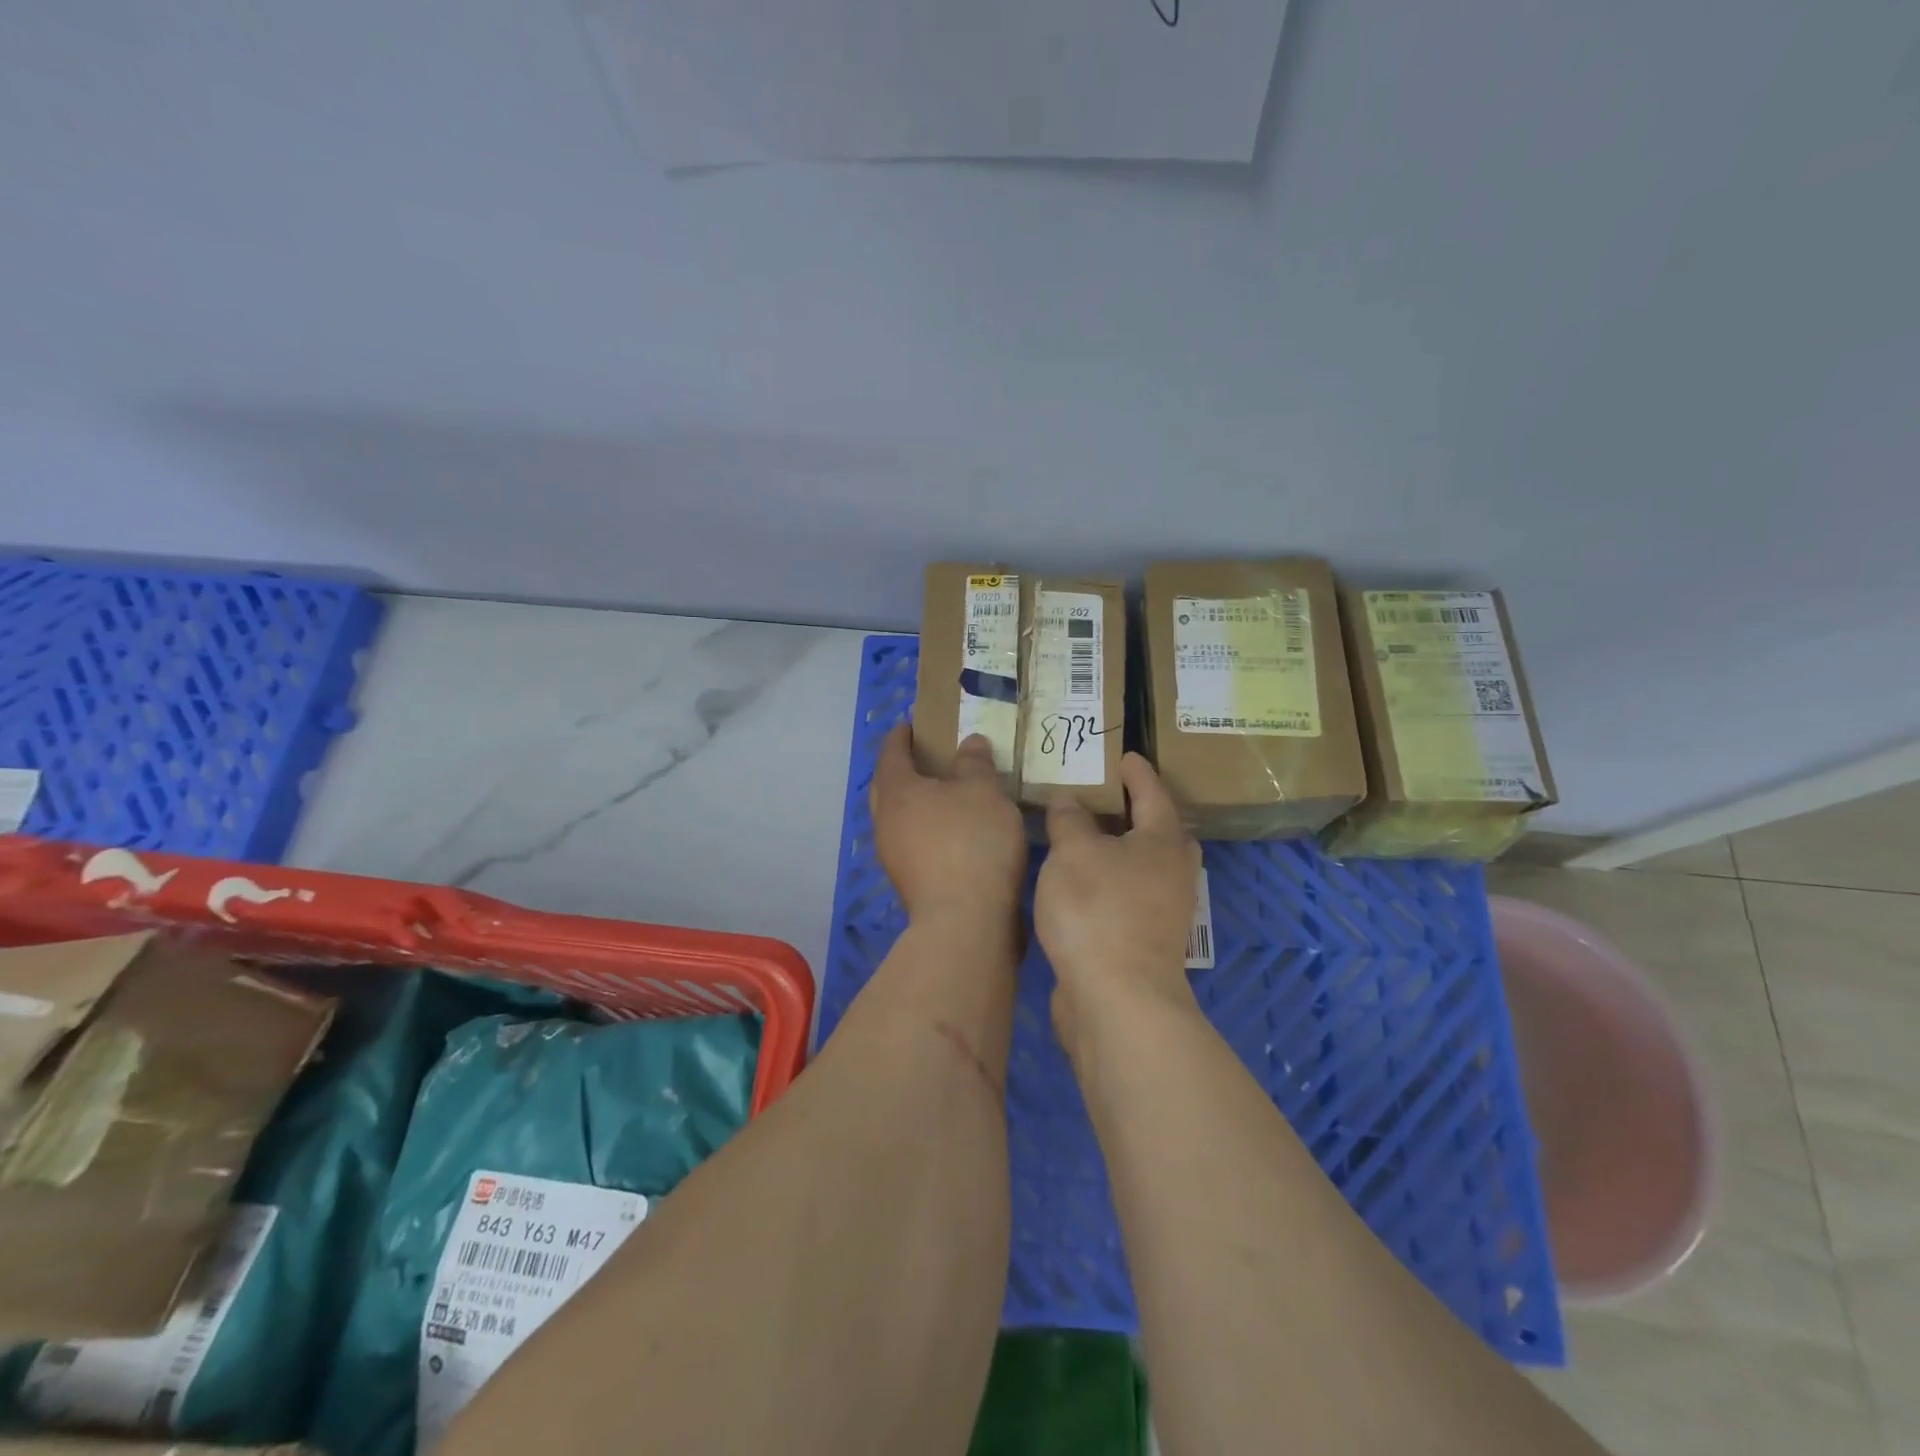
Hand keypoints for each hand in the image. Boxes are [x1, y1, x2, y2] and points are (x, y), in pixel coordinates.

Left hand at [871, 724, 1026, 923]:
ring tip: (944, 794)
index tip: (910, 725)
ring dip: (915, 803)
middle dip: (901, 769)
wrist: (965, 921)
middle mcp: (886, 822)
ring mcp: (894, 856)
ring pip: (898, 818)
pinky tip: (952, 832)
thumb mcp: (984, 792)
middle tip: (924, 757)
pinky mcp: (910, 883)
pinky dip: (926, 829)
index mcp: (897, 791)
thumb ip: (975, 763)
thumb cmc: (972, 843)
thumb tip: (969, 742)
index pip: (892, 753)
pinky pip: (912, 842)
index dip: (901, 736)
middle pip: (887, 786)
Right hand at [1035, 753, 1199, 1048]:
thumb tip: (1069, 800)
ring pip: (1144, 866)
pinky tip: (1080, 882)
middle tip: (1108, 797)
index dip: (1137, 772)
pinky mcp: (1145, 940)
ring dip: (1120, 849)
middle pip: (1160, 832)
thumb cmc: (1098, 910)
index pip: (1152, 793)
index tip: (1125, 756)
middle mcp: (1172, 872)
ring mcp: (1163, 911)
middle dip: (1138, 812)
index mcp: (1163, 841)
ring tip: (1085, 837)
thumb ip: (1069, 820)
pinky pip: (1128, 895)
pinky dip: (1109, 880)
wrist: (1117, 999)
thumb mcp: (1073, 852)